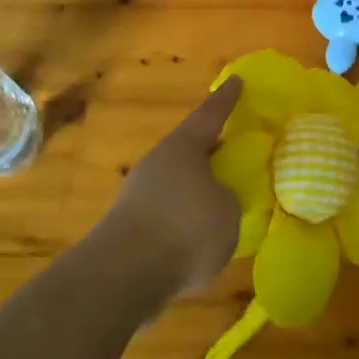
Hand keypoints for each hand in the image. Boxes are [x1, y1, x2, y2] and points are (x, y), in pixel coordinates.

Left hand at [99, 77, 242, 300]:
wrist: (122, 278)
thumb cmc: (185, 229)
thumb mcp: (228, 211)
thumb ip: (228, 199)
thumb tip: (219, 201)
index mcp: (184, 146)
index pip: (211, 114)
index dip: (226, 99)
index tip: (237, 80)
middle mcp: (159, 162)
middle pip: (190, 149)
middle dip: (211, 150)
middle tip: (233, 150)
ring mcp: (139, 194)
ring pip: (176, 183)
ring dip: (195, 190)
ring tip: (219, 204)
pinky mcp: (128, 229)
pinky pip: (166, 214)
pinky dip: (182, 221)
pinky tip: (197, 240)